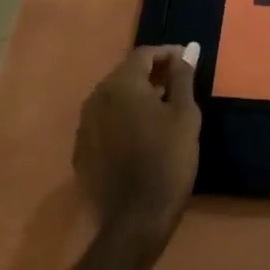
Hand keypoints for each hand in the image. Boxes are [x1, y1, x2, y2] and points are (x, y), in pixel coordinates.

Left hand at [74, 44, 201, 264]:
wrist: (136, 220)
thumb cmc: (168, 159)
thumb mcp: (185, 114)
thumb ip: (183, 77)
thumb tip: (187, 49)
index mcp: (121, 84)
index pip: (144, 54)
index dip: (168, 54)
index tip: (187, 63)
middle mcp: (96, 98)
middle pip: (126, 73)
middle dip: (151, 73)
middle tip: (177, 85)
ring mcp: (84, 126)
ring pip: (113, 98)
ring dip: (136, 96)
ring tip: (161, 110)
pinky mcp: (81, 151)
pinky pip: (104, 122)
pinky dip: (122, 119)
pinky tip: (140, 136)